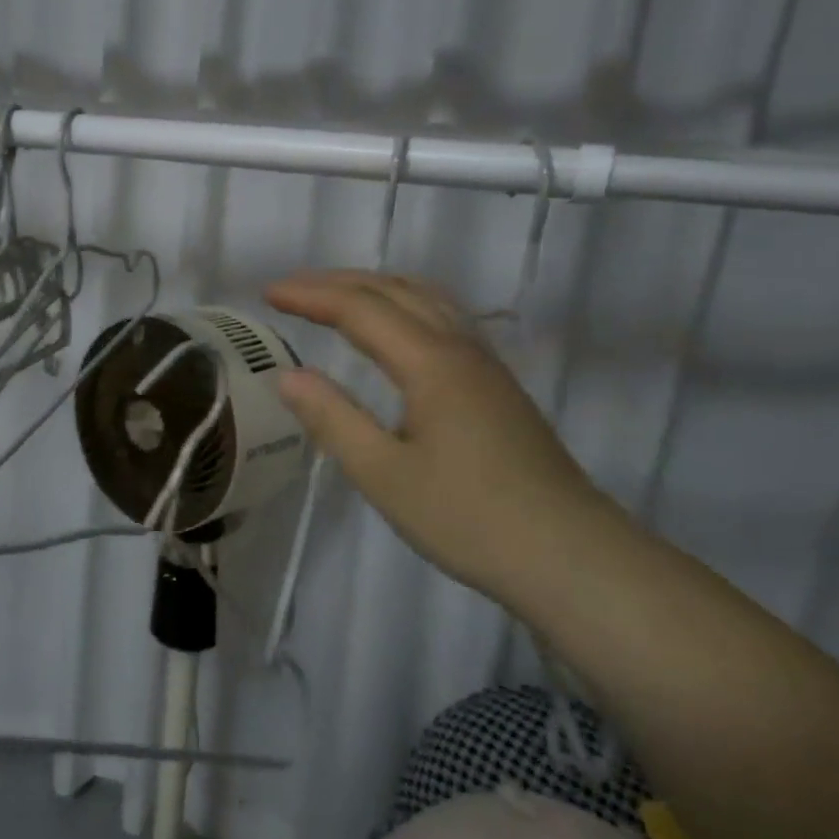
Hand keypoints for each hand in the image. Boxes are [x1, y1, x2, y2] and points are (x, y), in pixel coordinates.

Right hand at [266, 270, 616, 599]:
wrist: (570, 557)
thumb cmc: (468, 518)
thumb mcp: (383, 475)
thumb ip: (332, 419)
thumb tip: (287, 375)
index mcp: (431, 363)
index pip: (360, 309)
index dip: (310, 296)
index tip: (267, 293)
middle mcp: (460, 349)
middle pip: (395, 291)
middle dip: (338, 282)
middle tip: (290, 288)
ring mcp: (485, 366)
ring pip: (427, 300)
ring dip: (375, 288)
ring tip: (335, 296)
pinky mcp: (496, 387)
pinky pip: (444, 319)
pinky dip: (404, 305)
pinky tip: (396, 329)